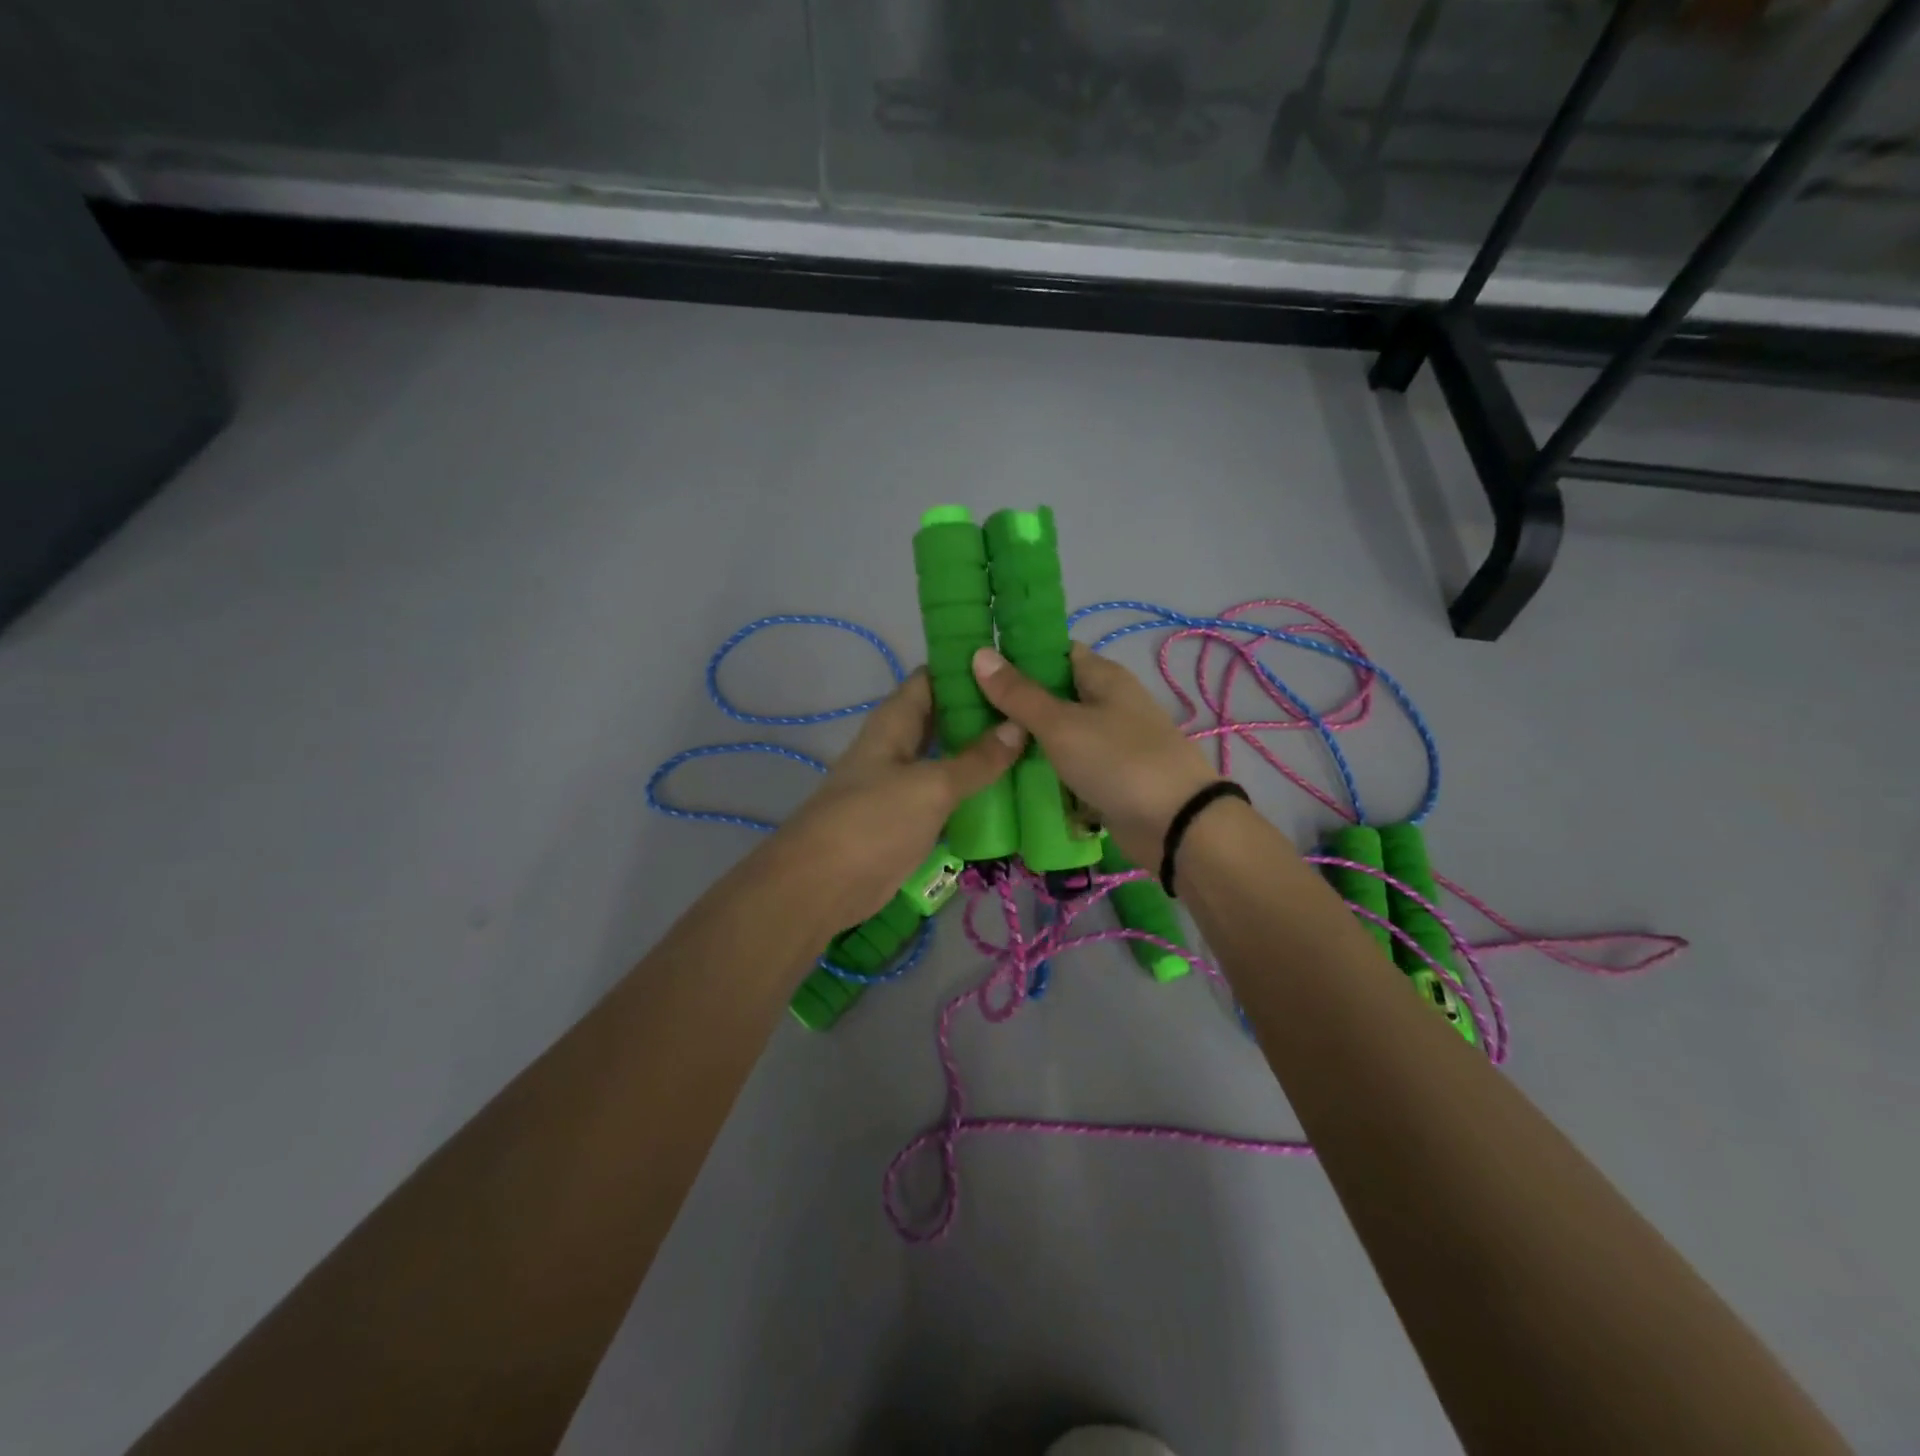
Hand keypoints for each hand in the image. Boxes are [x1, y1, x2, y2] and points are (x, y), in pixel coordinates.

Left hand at [772, 670, 1026, 928]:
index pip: (932, 678)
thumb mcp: (931, 786)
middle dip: (984, 712)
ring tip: (1037, 743)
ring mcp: (904, 783)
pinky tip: (1012, 790)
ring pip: (949, 757)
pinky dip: (975, 790)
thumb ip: (976, 760)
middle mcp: (899, 745)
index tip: (1016, 663)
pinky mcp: (911, 818)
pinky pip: (948, 794)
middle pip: (944, 717)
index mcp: (895, 722)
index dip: (968, 668)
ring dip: (984, 753)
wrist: (823, 885)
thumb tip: (1019, 726)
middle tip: (1039, 707)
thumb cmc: (873, 821)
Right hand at [971, 643, 1218, 866]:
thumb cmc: (1118, 761)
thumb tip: (980, 653)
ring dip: (1023, 739)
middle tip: (962, 708)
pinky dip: (1042, 769)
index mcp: (1102, 676)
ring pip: (1056, 733)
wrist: (1177, 825)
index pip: (1054, 651)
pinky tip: (1005, 775)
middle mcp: (1106, 704)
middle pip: (1051, 694)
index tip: (974, 663)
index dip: (1017, 653)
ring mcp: (1107, 743)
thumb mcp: (1061, 724)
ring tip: (973, 741)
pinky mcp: (1105, 777)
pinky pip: (1065, 765)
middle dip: (1012, 701)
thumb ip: (1019, 694)